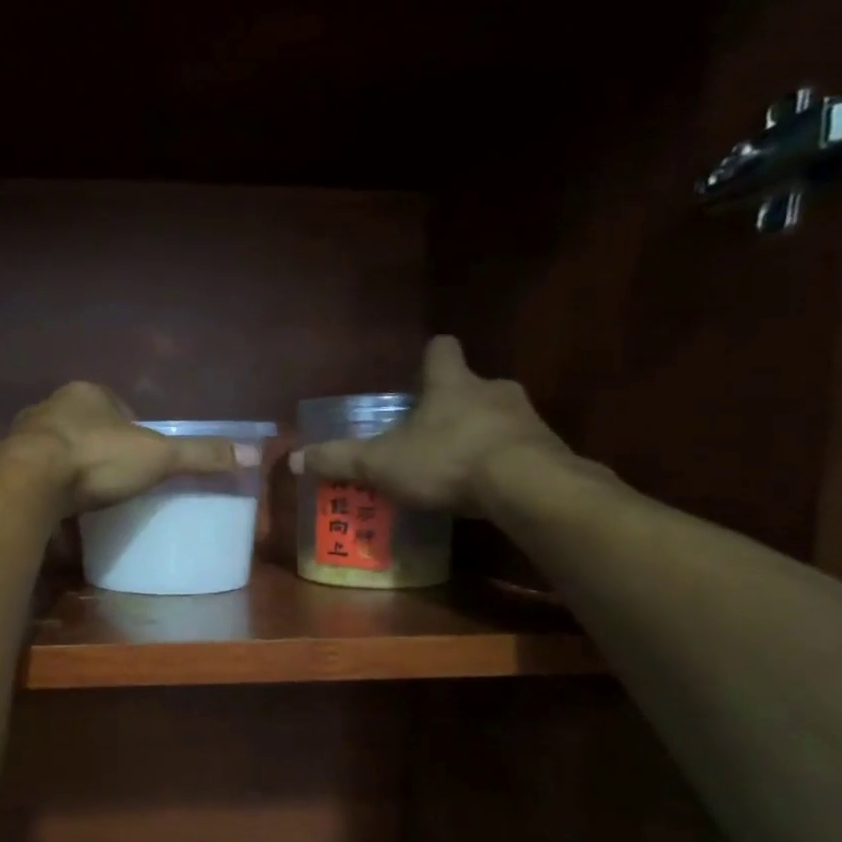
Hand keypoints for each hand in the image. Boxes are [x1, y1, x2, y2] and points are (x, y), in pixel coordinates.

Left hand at [1, 382, 253, 515]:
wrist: (30, 484)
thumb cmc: (96, 459)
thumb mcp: (157, 457)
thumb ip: (198, 455)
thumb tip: (252, 453)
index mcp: (87, 393)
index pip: (116, 405)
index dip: (131, 427)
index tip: (141, 455)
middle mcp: (51, 406)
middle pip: (84, 424)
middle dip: (99, 445)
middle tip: (116, 477)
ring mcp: (25, 434)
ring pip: (56, 447)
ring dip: (71, 465)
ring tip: (88, 494)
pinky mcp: (6, 464)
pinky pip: (35, 472)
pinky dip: (48, 485)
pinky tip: (59, 506)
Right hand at [291, 337, 569, 514]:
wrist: (526, 486)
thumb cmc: (446, 460)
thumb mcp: (381, 463)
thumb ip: (339, 460)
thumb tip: (293, 459)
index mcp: (451, 384)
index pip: (441, 350)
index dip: (430, 357)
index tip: (422, 368)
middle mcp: (492, 390)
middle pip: (471, 386)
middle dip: (452, 406)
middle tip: (429, 433)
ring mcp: (525, 419)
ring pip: (497, 418)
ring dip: (478, 436)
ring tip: (456, 468)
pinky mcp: (548, 450)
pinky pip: (520, 450)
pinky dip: (502, 464)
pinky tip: (486, 490)